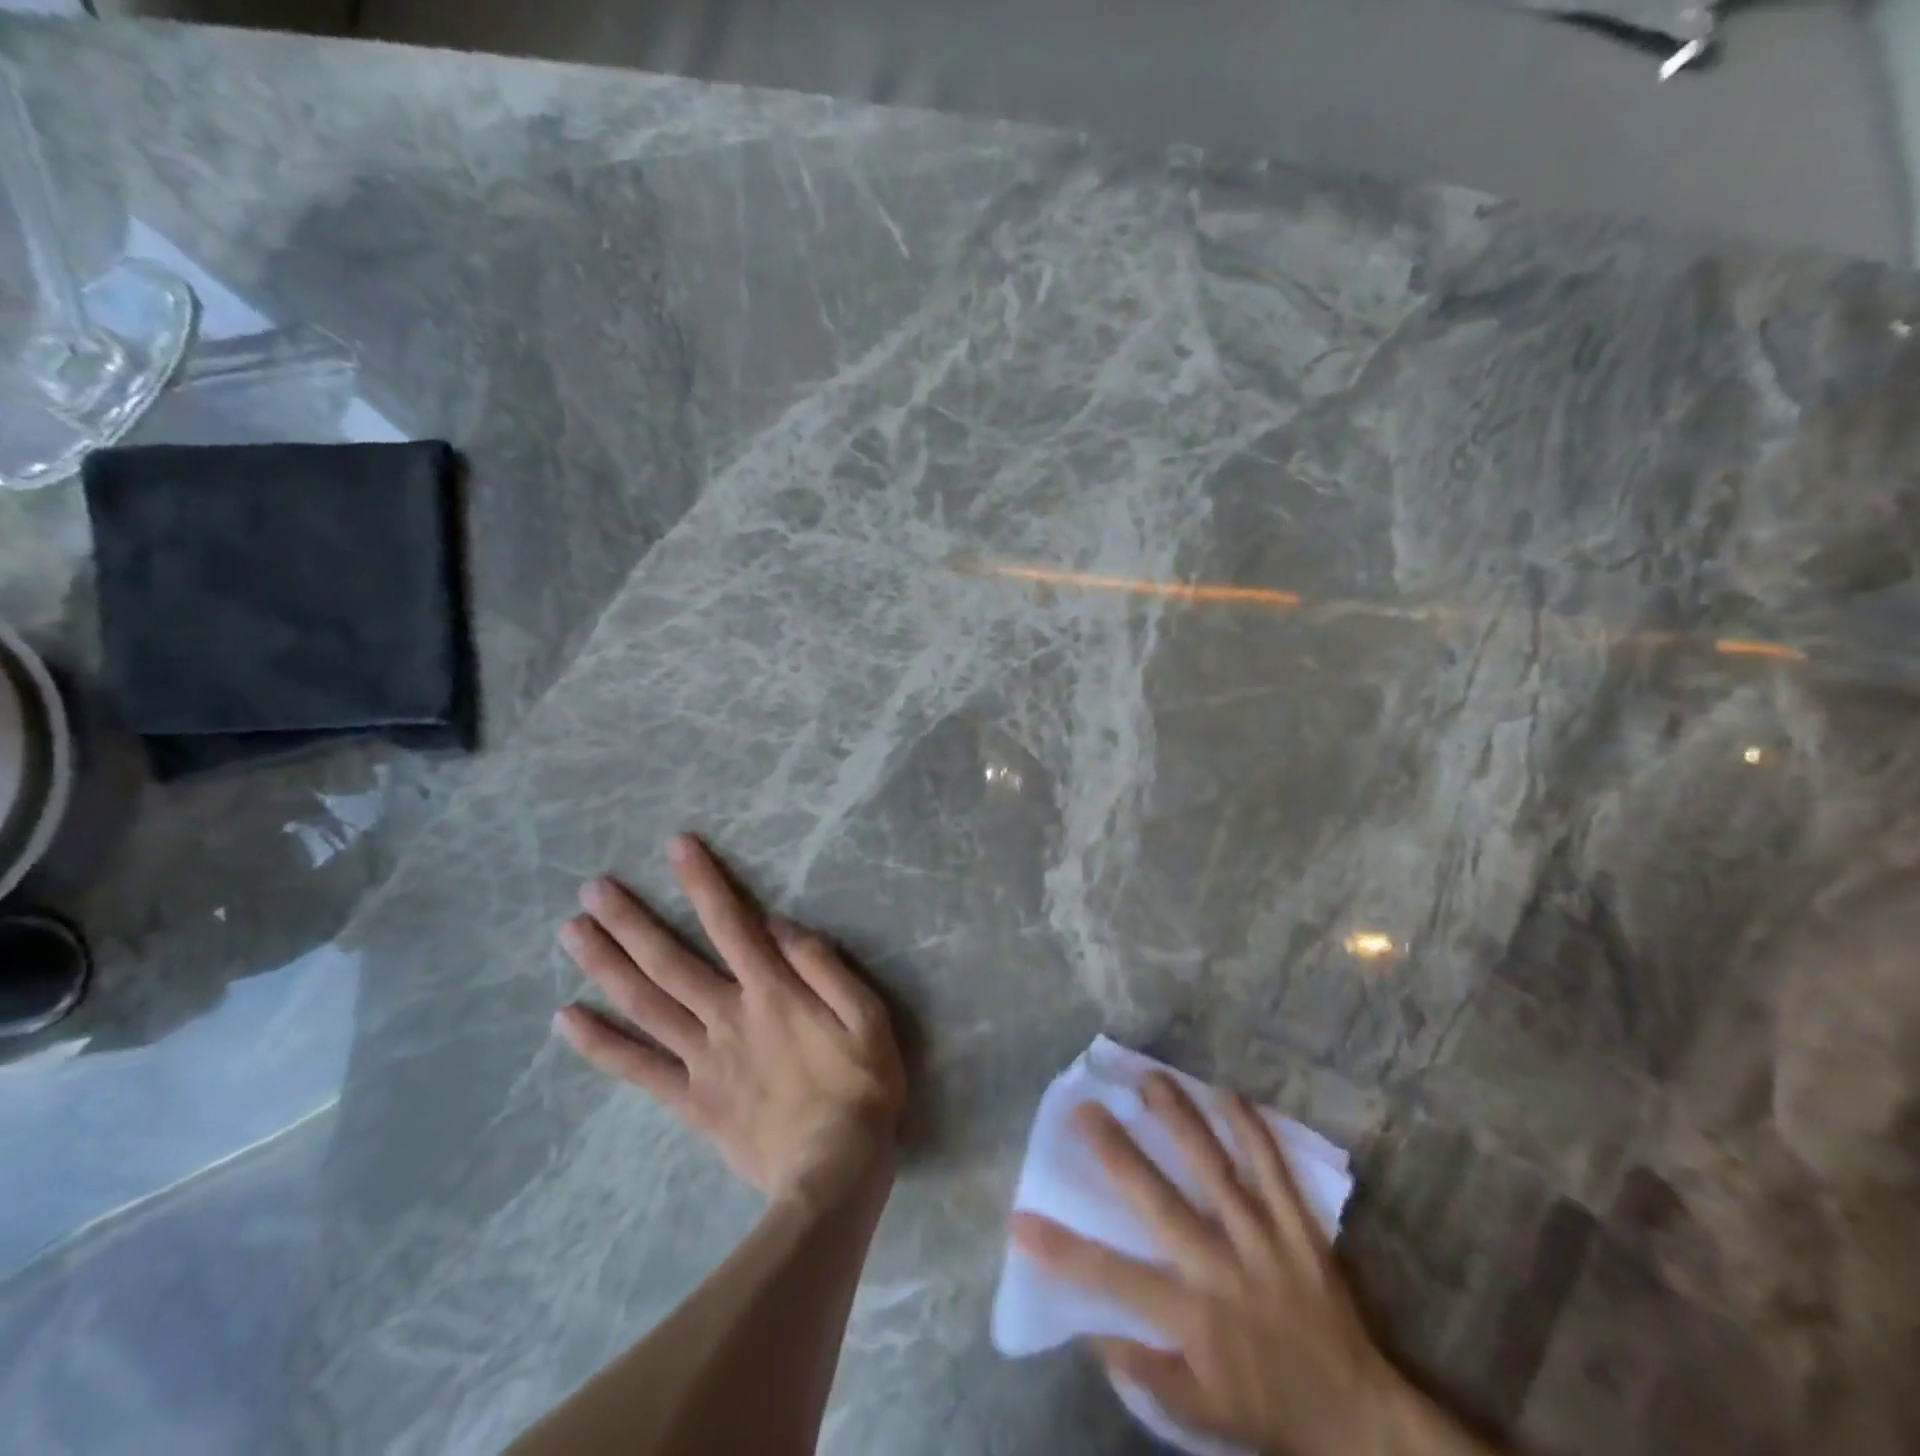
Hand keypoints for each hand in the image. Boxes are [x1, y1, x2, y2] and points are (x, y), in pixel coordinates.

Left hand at [554, 834, 905, 1203]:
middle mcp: (727, 1016)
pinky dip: (600, 1044)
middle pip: (669, 961)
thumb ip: (825, 966)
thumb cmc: (860, 1087)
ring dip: (605, 966)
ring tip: (570, 933)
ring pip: (645, 1005)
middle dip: (630, 920)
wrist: (833, 1174)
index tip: (675, 847)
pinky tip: (566, 1018)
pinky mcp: (690, 1101)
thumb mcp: (868, 1016)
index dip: (703, 881)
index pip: (731, 923)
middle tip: (591, 889)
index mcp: (772, 992)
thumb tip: (780, 924)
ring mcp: (702, 1059)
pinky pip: (637, 1070)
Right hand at [1012, 1074, 1474, 1455]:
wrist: (1360, 1415)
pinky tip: (1227, 1093)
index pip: (1113, 1278)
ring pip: (1214, 1167)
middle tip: (1085, 1107)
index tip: (1020, 1218)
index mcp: (1192, 1316)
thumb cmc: (1270, 1409)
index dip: (1062, 1250)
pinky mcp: (1299, 1227)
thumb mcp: (1200, 1410)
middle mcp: (1221, 1267)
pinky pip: (1273, 1168)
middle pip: (1158, 1199)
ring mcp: (1263, 1239)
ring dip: (1179, 1119)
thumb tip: (1093, 1328)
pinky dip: (1251, 1129)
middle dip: (1116, 1151)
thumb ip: (1146, 1372)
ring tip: (1149, 1078)